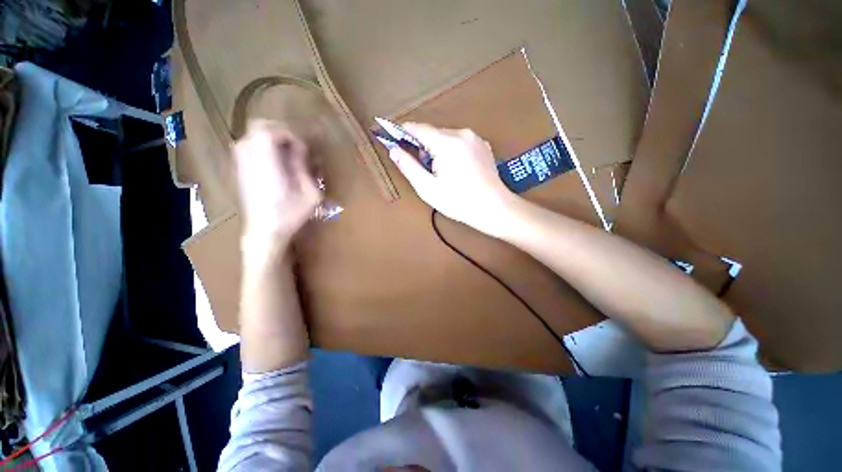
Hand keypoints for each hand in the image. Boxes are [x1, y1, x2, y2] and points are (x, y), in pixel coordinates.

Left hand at [233, 120, 322, 246]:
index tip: (303, 149)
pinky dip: (265, 146)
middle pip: (258, 127)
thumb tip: (301, 149)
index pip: (269, 131)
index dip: (289, 133)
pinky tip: (277, 162)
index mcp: (266, 164)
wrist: (264, 232)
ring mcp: (241, 163)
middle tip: (297, 146)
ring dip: (273, 138)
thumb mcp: (309, 194)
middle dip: (281, 131)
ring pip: (253, 135)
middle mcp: (249, 158)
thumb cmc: (290, 215)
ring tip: (289, 153)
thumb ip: (303, 167)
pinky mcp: (240, 169)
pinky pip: (250, 146)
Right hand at [388, 123, 518, 236]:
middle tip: (424, 170)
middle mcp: (462, 134)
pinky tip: (456, 170)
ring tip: (442, 174)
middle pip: (433, 133)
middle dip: (423, 147)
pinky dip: (451, 151)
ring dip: (438, 150)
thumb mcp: (428, 188)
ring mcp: (475, 138)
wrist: (494, 208)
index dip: (402, 132)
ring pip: (446, 138)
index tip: (391, 136)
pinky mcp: (483, 145)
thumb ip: (409, 167)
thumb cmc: (459, 202)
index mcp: (447, 143)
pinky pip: (460, 143)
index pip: (418, 128)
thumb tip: (394, 151)